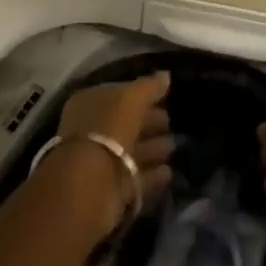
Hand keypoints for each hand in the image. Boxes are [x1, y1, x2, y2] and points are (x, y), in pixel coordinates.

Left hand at [49, 72, 175, 234]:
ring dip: (153, 148)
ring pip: (131, 150)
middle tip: (172, 122)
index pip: (119, 95)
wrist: (90, 184)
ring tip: (175, 146)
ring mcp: (100, 161)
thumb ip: (149, 87)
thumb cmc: (108, 129)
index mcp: (90, 103)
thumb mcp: (130, 99)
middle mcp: (92, 130)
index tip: (165, 97)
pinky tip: (169, 172)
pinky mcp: (110, 189)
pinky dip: (152, 174)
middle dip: (149, 122)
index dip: (142, 95)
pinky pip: (135, 177)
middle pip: (125, 123)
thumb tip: (165, 76)